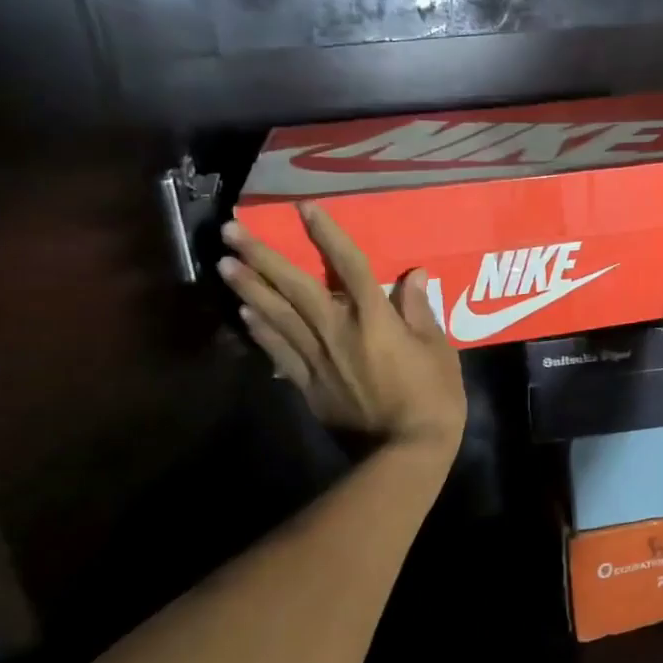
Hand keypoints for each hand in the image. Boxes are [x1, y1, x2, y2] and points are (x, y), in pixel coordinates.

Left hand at [218, 208, 466, 452]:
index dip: (327, 234)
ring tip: (224, 263)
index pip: (349, 266)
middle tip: (231, 230)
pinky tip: (244, 314)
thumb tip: (413, 276)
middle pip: (296, 287)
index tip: (304, 208)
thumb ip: (421, 311)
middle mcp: (338, 331)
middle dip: (263, 256)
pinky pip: (278, 353)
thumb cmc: (432, 399)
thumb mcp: (438, 350)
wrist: (404, 454)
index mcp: (374, 319)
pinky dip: (260, 331)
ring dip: (249, 288)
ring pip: (277, 316)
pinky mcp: (308, 386)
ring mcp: (318, 360)